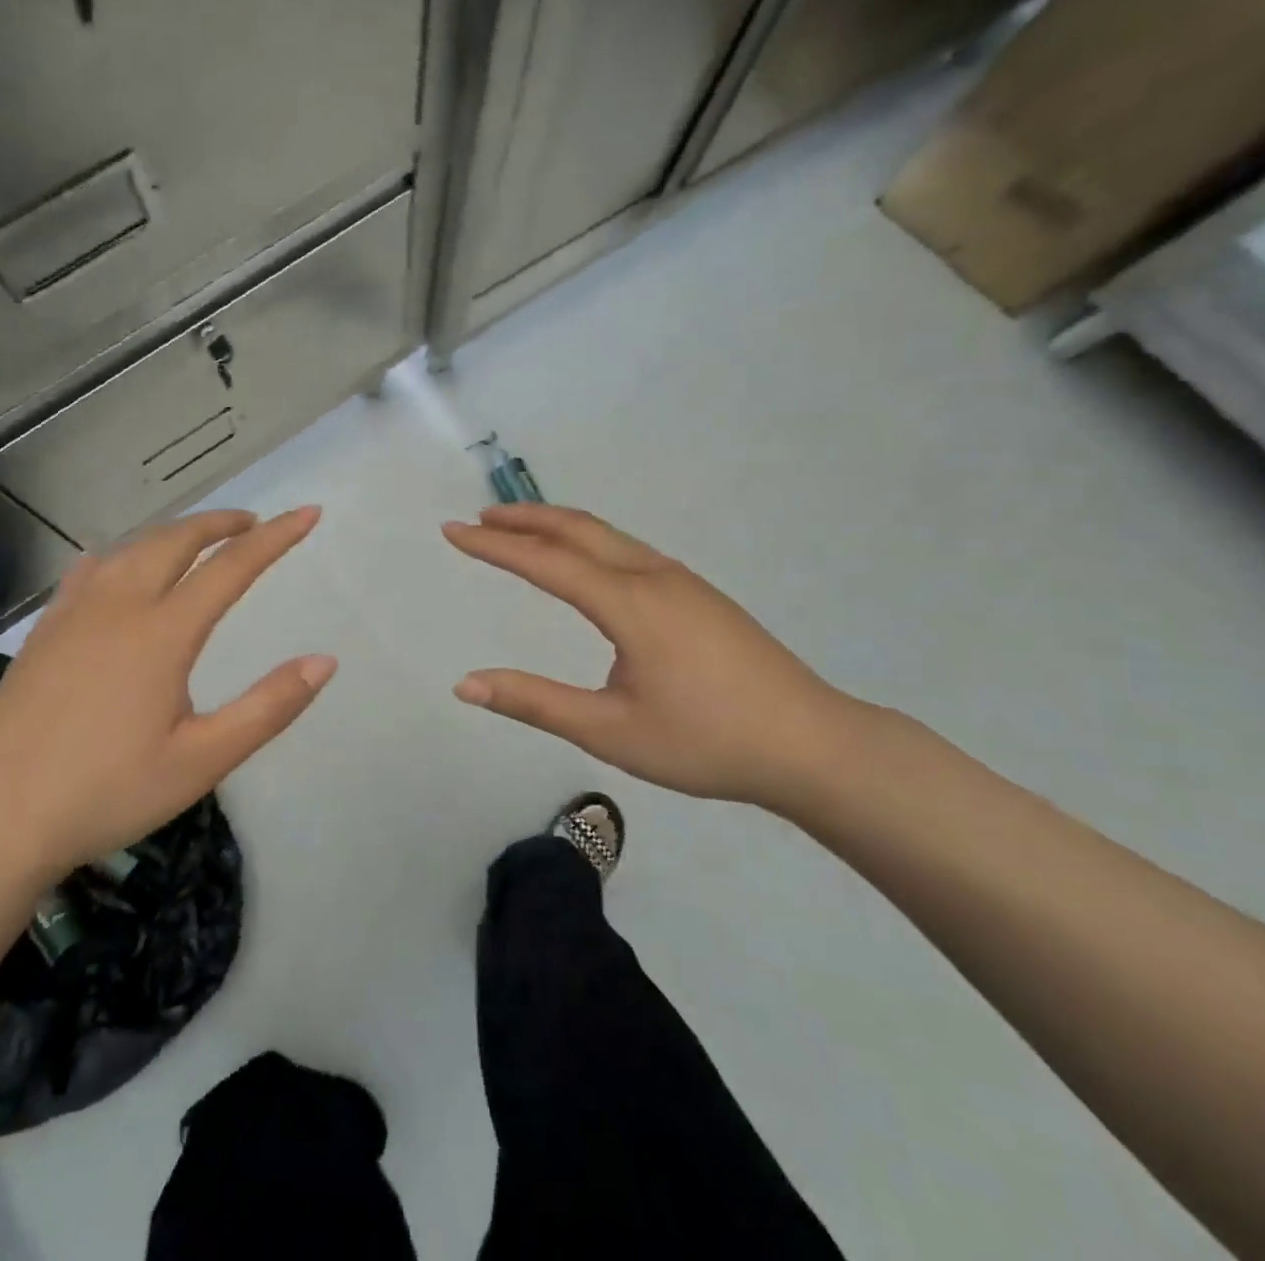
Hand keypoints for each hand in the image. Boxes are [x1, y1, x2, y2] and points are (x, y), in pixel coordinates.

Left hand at [0, 507, 334, 886]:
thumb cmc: (108, 794)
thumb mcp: (202, 761)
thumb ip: (268, 708)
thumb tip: (324, 661)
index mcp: (161, 633)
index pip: (231, 567)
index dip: (275, 538)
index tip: (308, 514)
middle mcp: (117, 606)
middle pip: (176, 540)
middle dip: (220, 523)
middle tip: (253, 524)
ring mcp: (73, 613)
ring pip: (131, 547)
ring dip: (175, 533)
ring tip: (202, 539)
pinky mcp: (45, 629)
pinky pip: (91, 568)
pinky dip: (125, 552)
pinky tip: (123, 565)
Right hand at [443, 504, 863, 805]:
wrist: (812, 746)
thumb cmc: (707, 742)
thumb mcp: (610, 731)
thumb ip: (535, 703)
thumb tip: (465, 684)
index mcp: (629, 603)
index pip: (545, 561)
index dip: (493, 546)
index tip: (452, 531)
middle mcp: (653, 576)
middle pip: (578, 528)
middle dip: (523, 518)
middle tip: (479, 518)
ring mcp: (681, 581)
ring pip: (607, 535)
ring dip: (556, 526)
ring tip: (519, 531)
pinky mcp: (698, 594)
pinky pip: (627, 549)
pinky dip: (587, 541)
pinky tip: (583, 562)